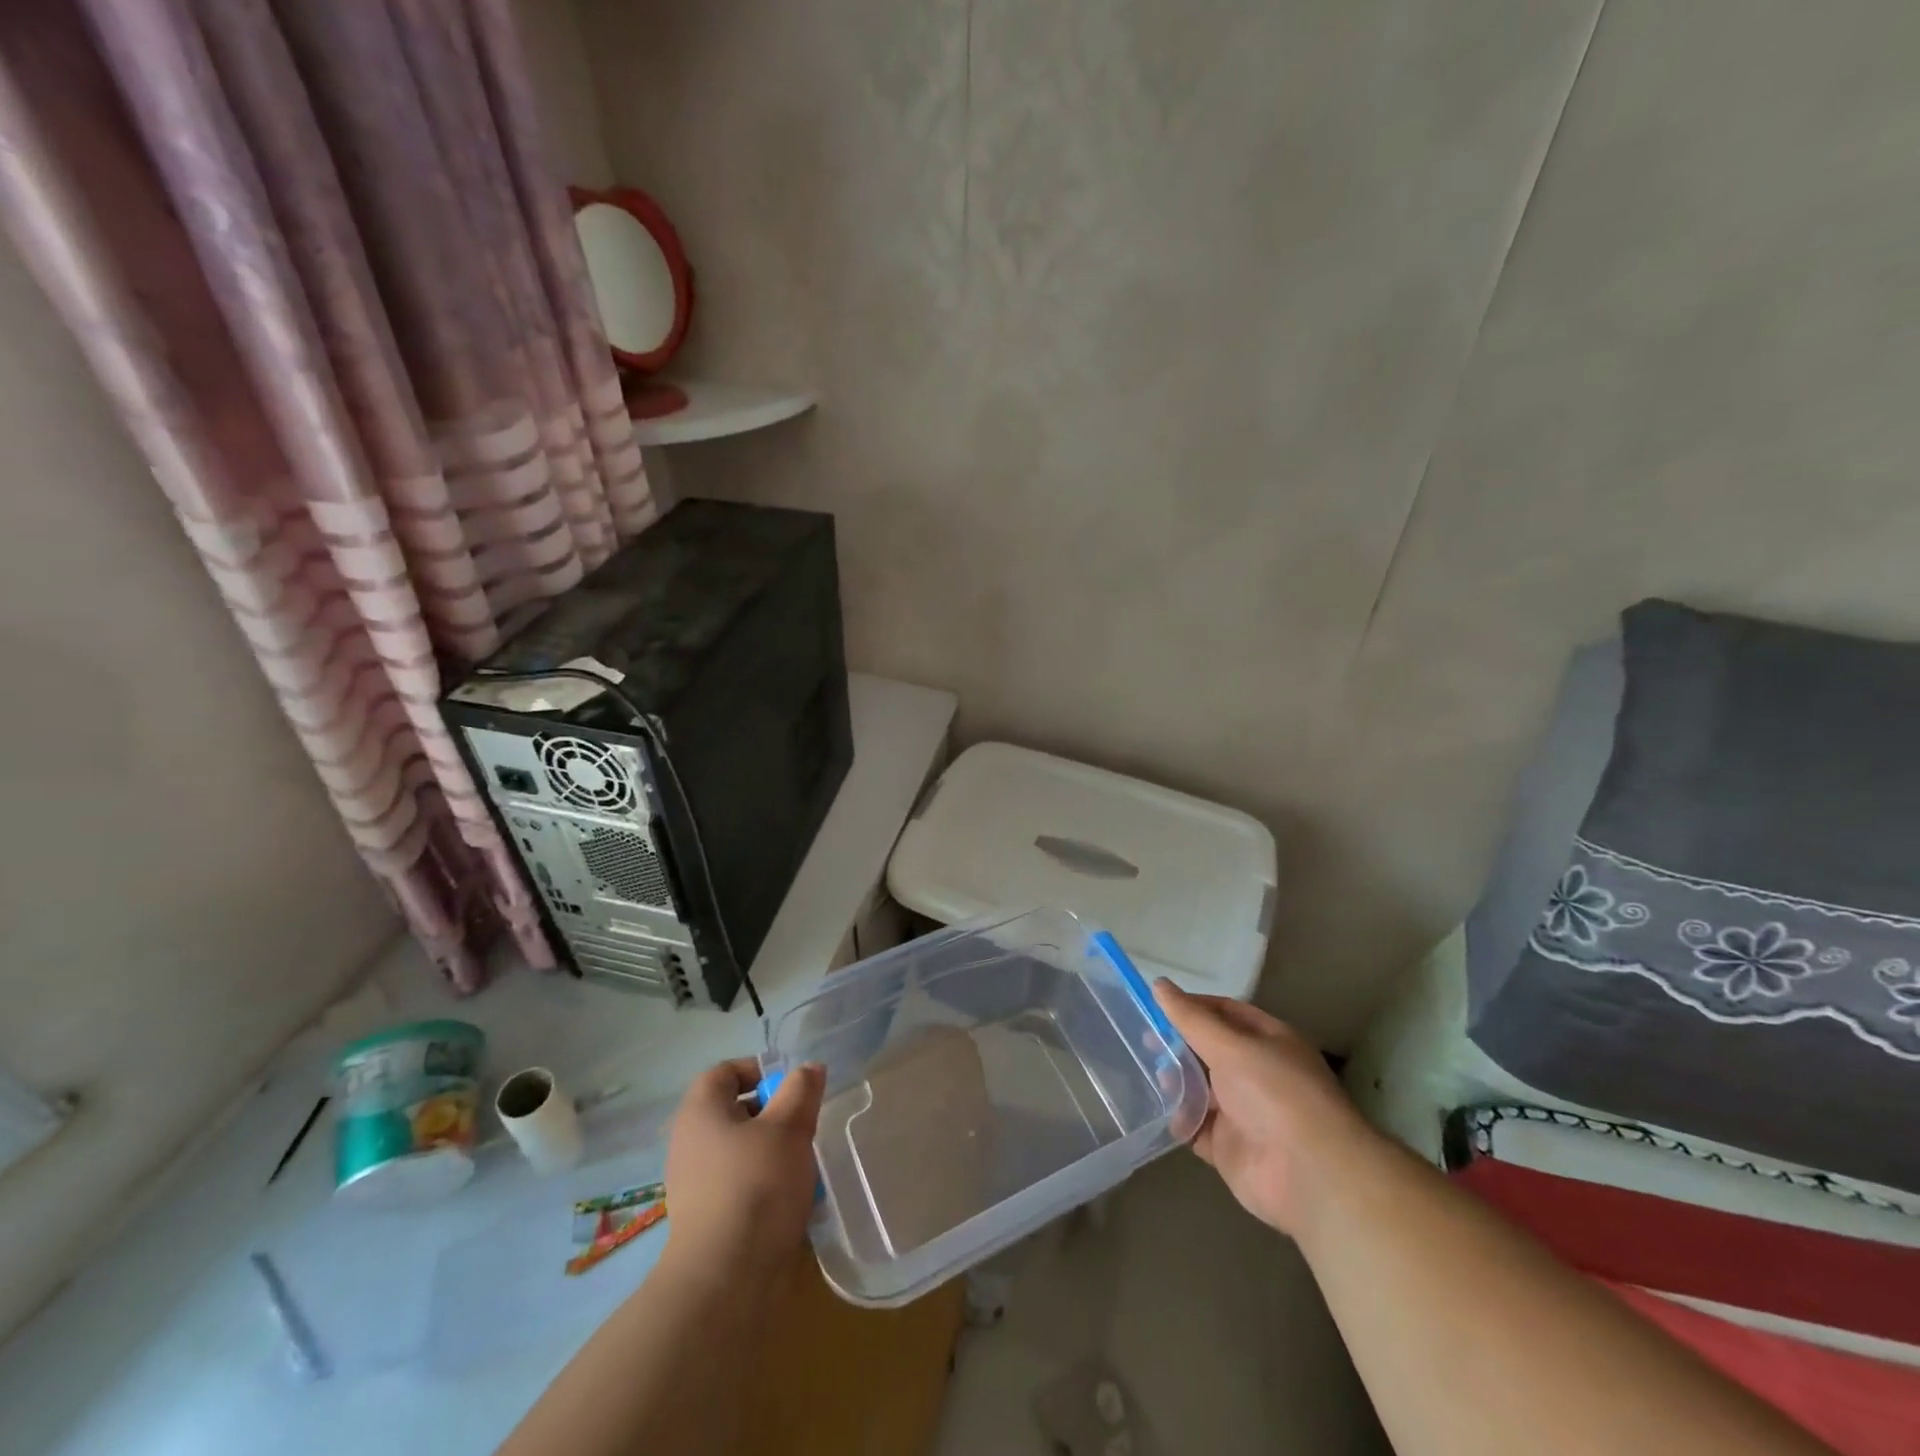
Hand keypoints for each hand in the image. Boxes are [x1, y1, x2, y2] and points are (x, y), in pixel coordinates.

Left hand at [662, 1058, 824, 1280]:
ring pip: (740, 1151)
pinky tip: (791, 1202)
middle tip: (803, 1126)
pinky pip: (739, 1186)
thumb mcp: (789, 1127)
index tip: (791, 1087)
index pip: (724, 1072)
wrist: (725, 1281)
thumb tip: (808, 1069)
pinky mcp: (706, 1220)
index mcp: (700, 1112)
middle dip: (773, 1113)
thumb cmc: (756, 1186)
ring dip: (773, 1152)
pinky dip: (765, 1186)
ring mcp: (694, 1185)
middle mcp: (689, 1143)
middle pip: (734, 1111)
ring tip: (803, 1166)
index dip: (758, 1069)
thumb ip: (801, 1090)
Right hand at [1153, 980, 1376, 1238]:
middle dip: (1179, 1045)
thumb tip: (1159, 984)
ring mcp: (1243, 1112)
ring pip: (1200, 1088)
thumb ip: (1191, 1019)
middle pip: (1209, 1050)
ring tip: (1149, 1073)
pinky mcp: (1228, 1147)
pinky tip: (1156, 1109)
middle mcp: (1256, 1073)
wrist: (1308, 1175)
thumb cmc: (1275, 1094)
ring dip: (1176, 1081)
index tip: (1156, 1005)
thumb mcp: (1231, 1046)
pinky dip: (1178, 1118)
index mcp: (1268, 1042)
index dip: (1192, 1007)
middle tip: (1144, 1040)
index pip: (1225, 1013)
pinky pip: (1195, 1127)